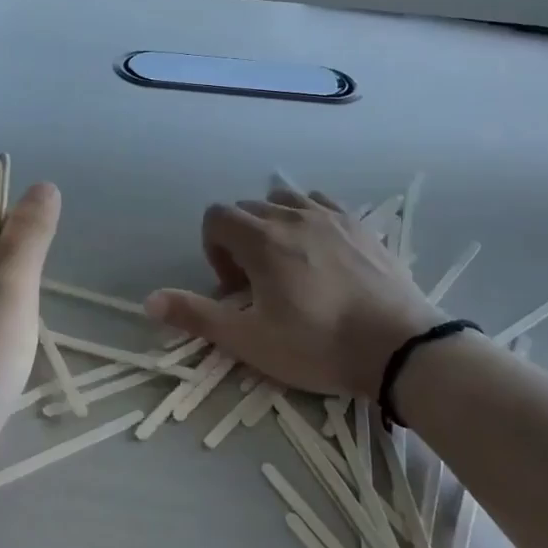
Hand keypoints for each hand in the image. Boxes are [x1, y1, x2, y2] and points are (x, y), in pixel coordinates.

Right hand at [145, 188, 437, 399]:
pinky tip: (320, 251)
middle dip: (240, 240)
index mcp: (261, 239)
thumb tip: (149, 301)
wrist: (399, 346)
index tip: (232, 287)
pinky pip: (320, 203)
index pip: (216, 217)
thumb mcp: (250, 340)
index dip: (213, 249)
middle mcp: (291, 216)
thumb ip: (197, 316)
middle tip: (257, 285)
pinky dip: (307, 218)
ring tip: (287, 264)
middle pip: (247, 209)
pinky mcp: (359, 224)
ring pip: (284, 201)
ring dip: (273, 225)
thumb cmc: (318, 344)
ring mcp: (329, 216)